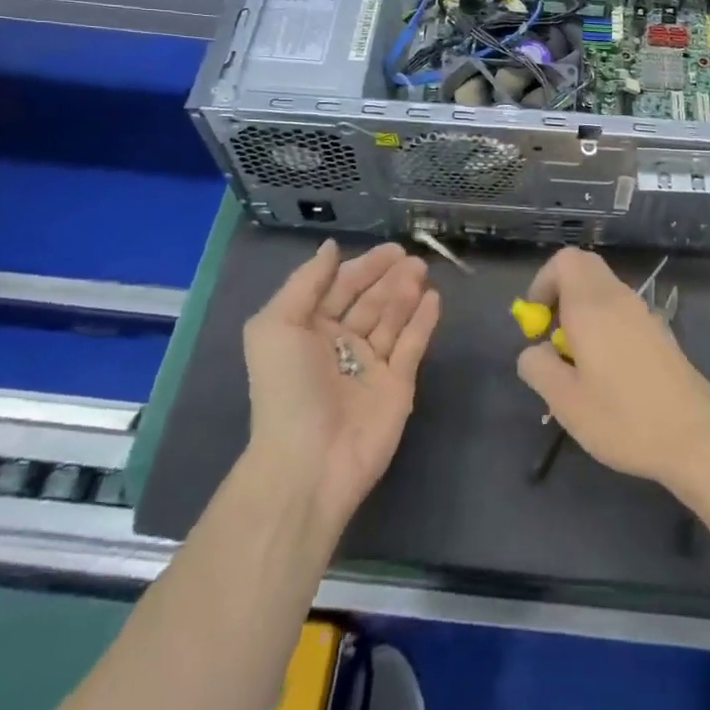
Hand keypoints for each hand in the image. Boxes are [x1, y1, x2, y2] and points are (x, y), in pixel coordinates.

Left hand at [243, 240, 440, 537]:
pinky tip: (433, 298)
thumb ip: (305, 283)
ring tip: (421, 271)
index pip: (339, 288)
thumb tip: (331, 247)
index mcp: (308, 330)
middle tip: (412, 258)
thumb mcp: (276, 326)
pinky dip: (423, 321)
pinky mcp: (398, 385)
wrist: (310, 462)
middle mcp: (340, 344)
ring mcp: (371, 365)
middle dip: (389, 277)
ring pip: (392, 319)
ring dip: (406, 293)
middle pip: (370, 300)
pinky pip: (412, 345)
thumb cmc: (287, 388)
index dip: (362, 267)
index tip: (389, 249)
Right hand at [515, 247, 709, 496]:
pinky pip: (622, 311)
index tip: (536, 322)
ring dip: (583, 311)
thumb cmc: (624, 419)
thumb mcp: (566, 402)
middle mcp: (619, 299)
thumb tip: (533, 351)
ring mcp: (644, 314)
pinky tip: (608, 373)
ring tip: (577, 362)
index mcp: (592, 306)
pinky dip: (605, 325)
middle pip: (585, 268)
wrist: (697, 439)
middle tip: (552, 335)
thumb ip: (538, 368)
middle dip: (560, 293)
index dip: (543, 282)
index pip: (565, 260)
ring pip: (604, 290)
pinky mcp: (661, 333)